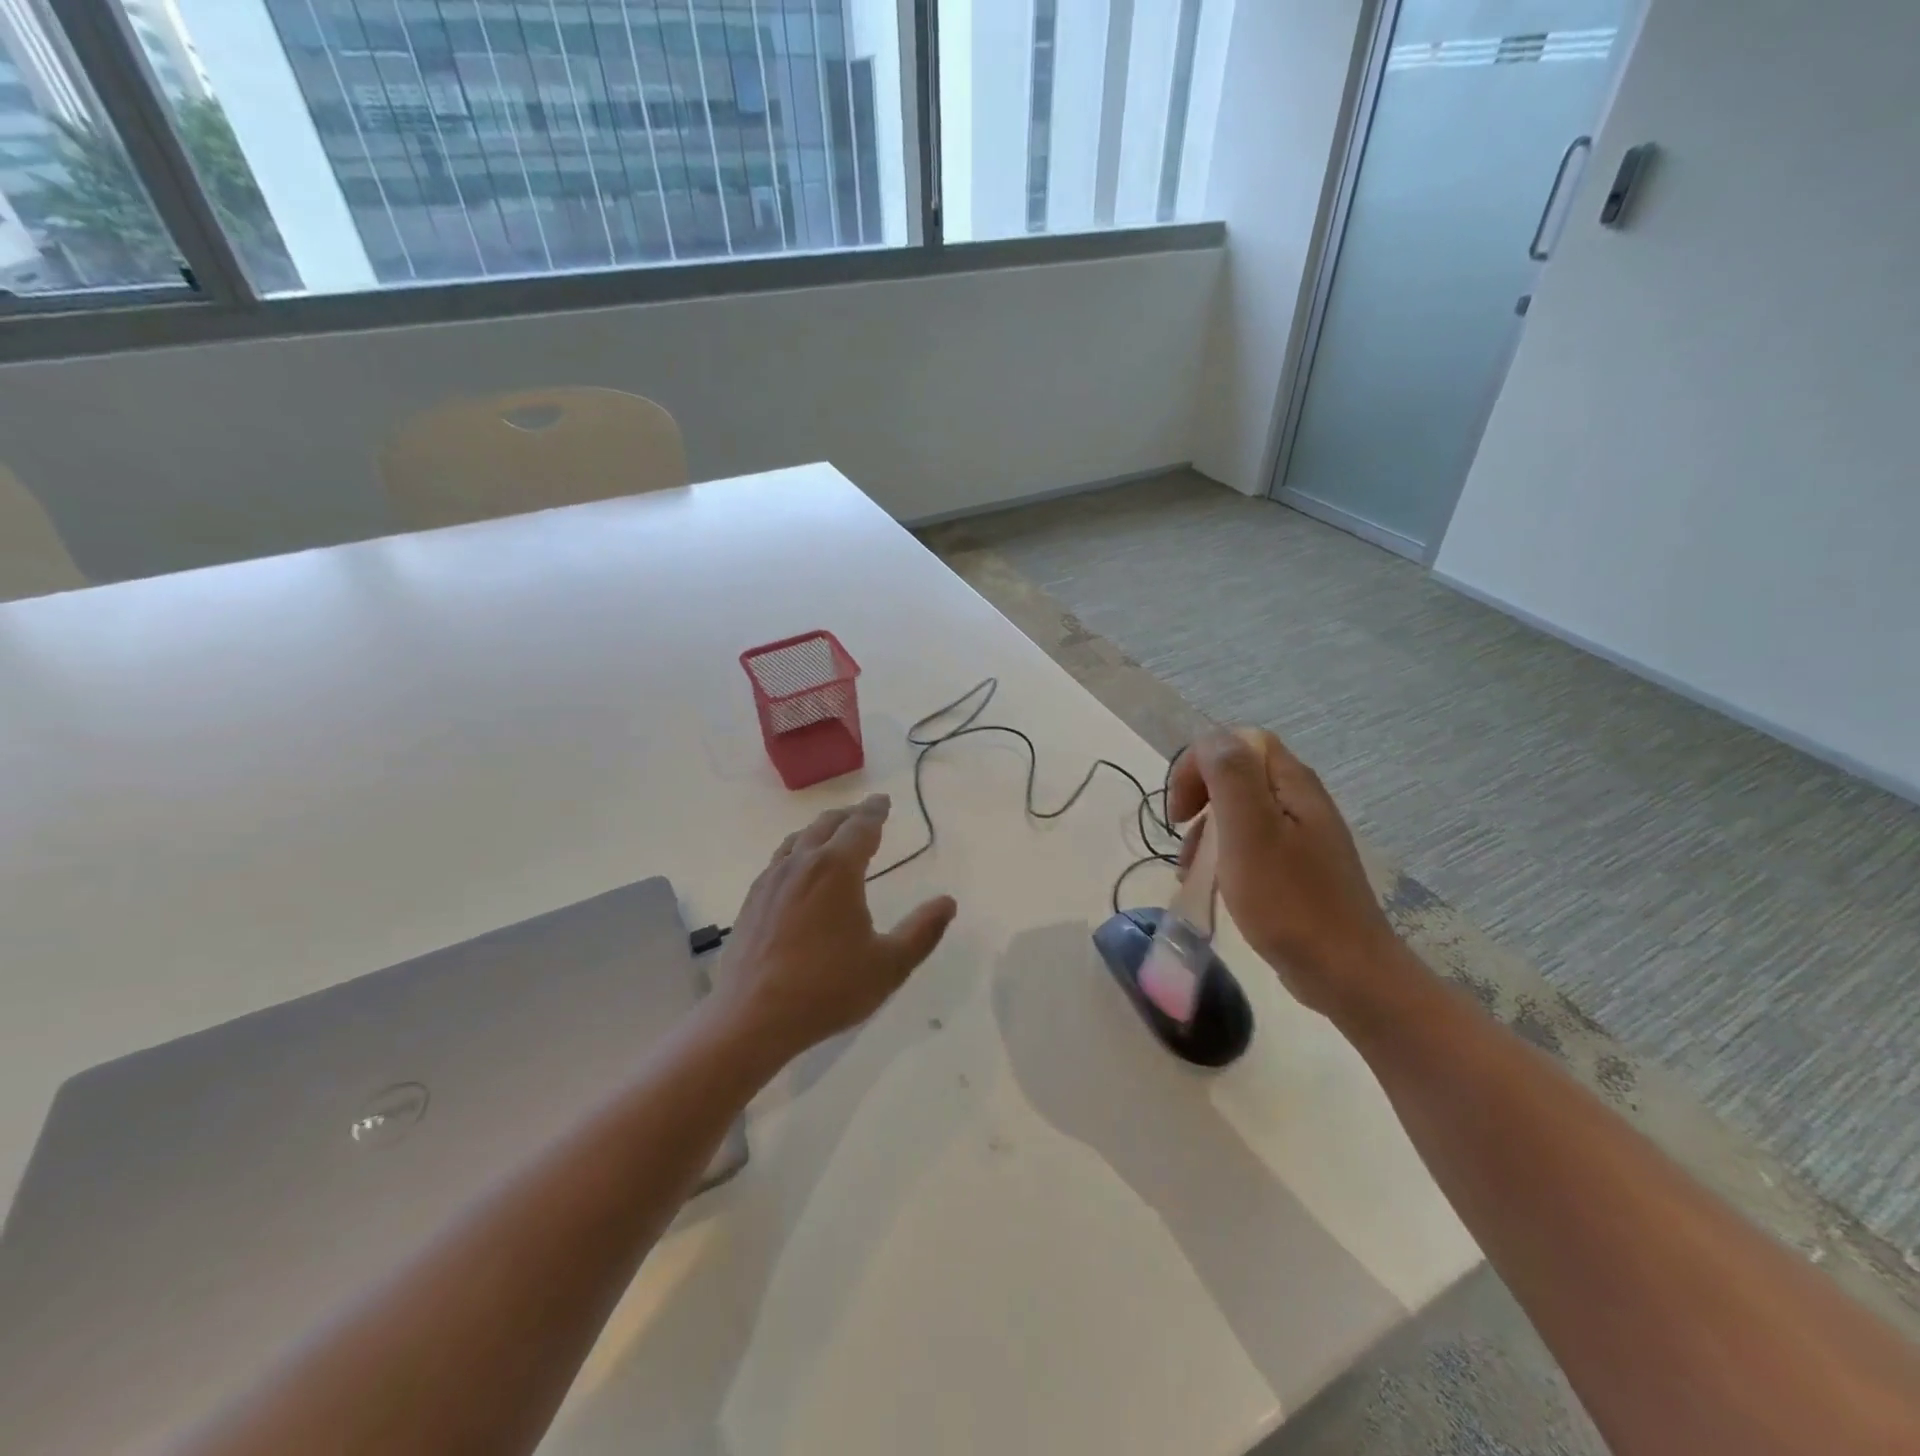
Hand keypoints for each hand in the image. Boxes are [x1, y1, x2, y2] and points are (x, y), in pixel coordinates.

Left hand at [715, 794, 957, 1061]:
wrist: (751, 1017)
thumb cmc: (827, 988)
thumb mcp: (889, 965)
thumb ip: (922, 931)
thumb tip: (947, 902)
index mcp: (837, 869)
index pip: (861, 827)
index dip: (875, 811)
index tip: (883, 801)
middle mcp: (802, 863)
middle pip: (827, 825)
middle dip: (850, 816)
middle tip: (865, 814)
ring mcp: (772, 880)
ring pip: (799, 839)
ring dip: (821, 829)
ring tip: (833, 834)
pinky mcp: (752, 900)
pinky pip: (779, 859)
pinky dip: (797, 850)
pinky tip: (798, 869)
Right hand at [1168, 728, 1398, 1016]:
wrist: (1347, 973)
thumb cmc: (1289, 901)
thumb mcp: (1249, 832)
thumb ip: (1230, 776)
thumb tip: (1211, 738)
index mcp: (1291, 783)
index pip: (1237, 742)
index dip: (1199, 764)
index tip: (1180, 810)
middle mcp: (1300, 800)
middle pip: (1237, 774)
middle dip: (1199, 798)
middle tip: (1180, 834)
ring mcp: (1303, 835)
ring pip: (1240, 811)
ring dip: (1207, 832)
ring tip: (1189, 871)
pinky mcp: (1299, 867)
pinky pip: (1252, 843)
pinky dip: (1224, 856)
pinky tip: (1211, 885)